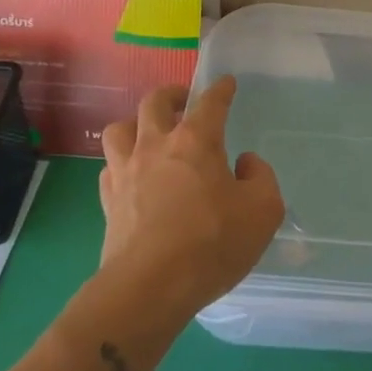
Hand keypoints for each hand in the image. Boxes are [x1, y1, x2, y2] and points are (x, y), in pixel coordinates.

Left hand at [99, 77, 283, 316]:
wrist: (150, 287)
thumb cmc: (212, 242)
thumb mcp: (263, 210)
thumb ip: (261, 178)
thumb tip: (245, 164)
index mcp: (197, 140)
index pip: (211, 102)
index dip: (221, 89)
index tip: (226, 83)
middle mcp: (157, 145)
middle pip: (154, 102)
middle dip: (171, 95)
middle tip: (183, 102)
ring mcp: (126, 171)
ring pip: (119, 128)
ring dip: (135, 124)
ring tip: (149, 134)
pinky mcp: (108, 201)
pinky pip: (109, 167)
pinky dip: (121, 162)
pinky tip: (133, 175)